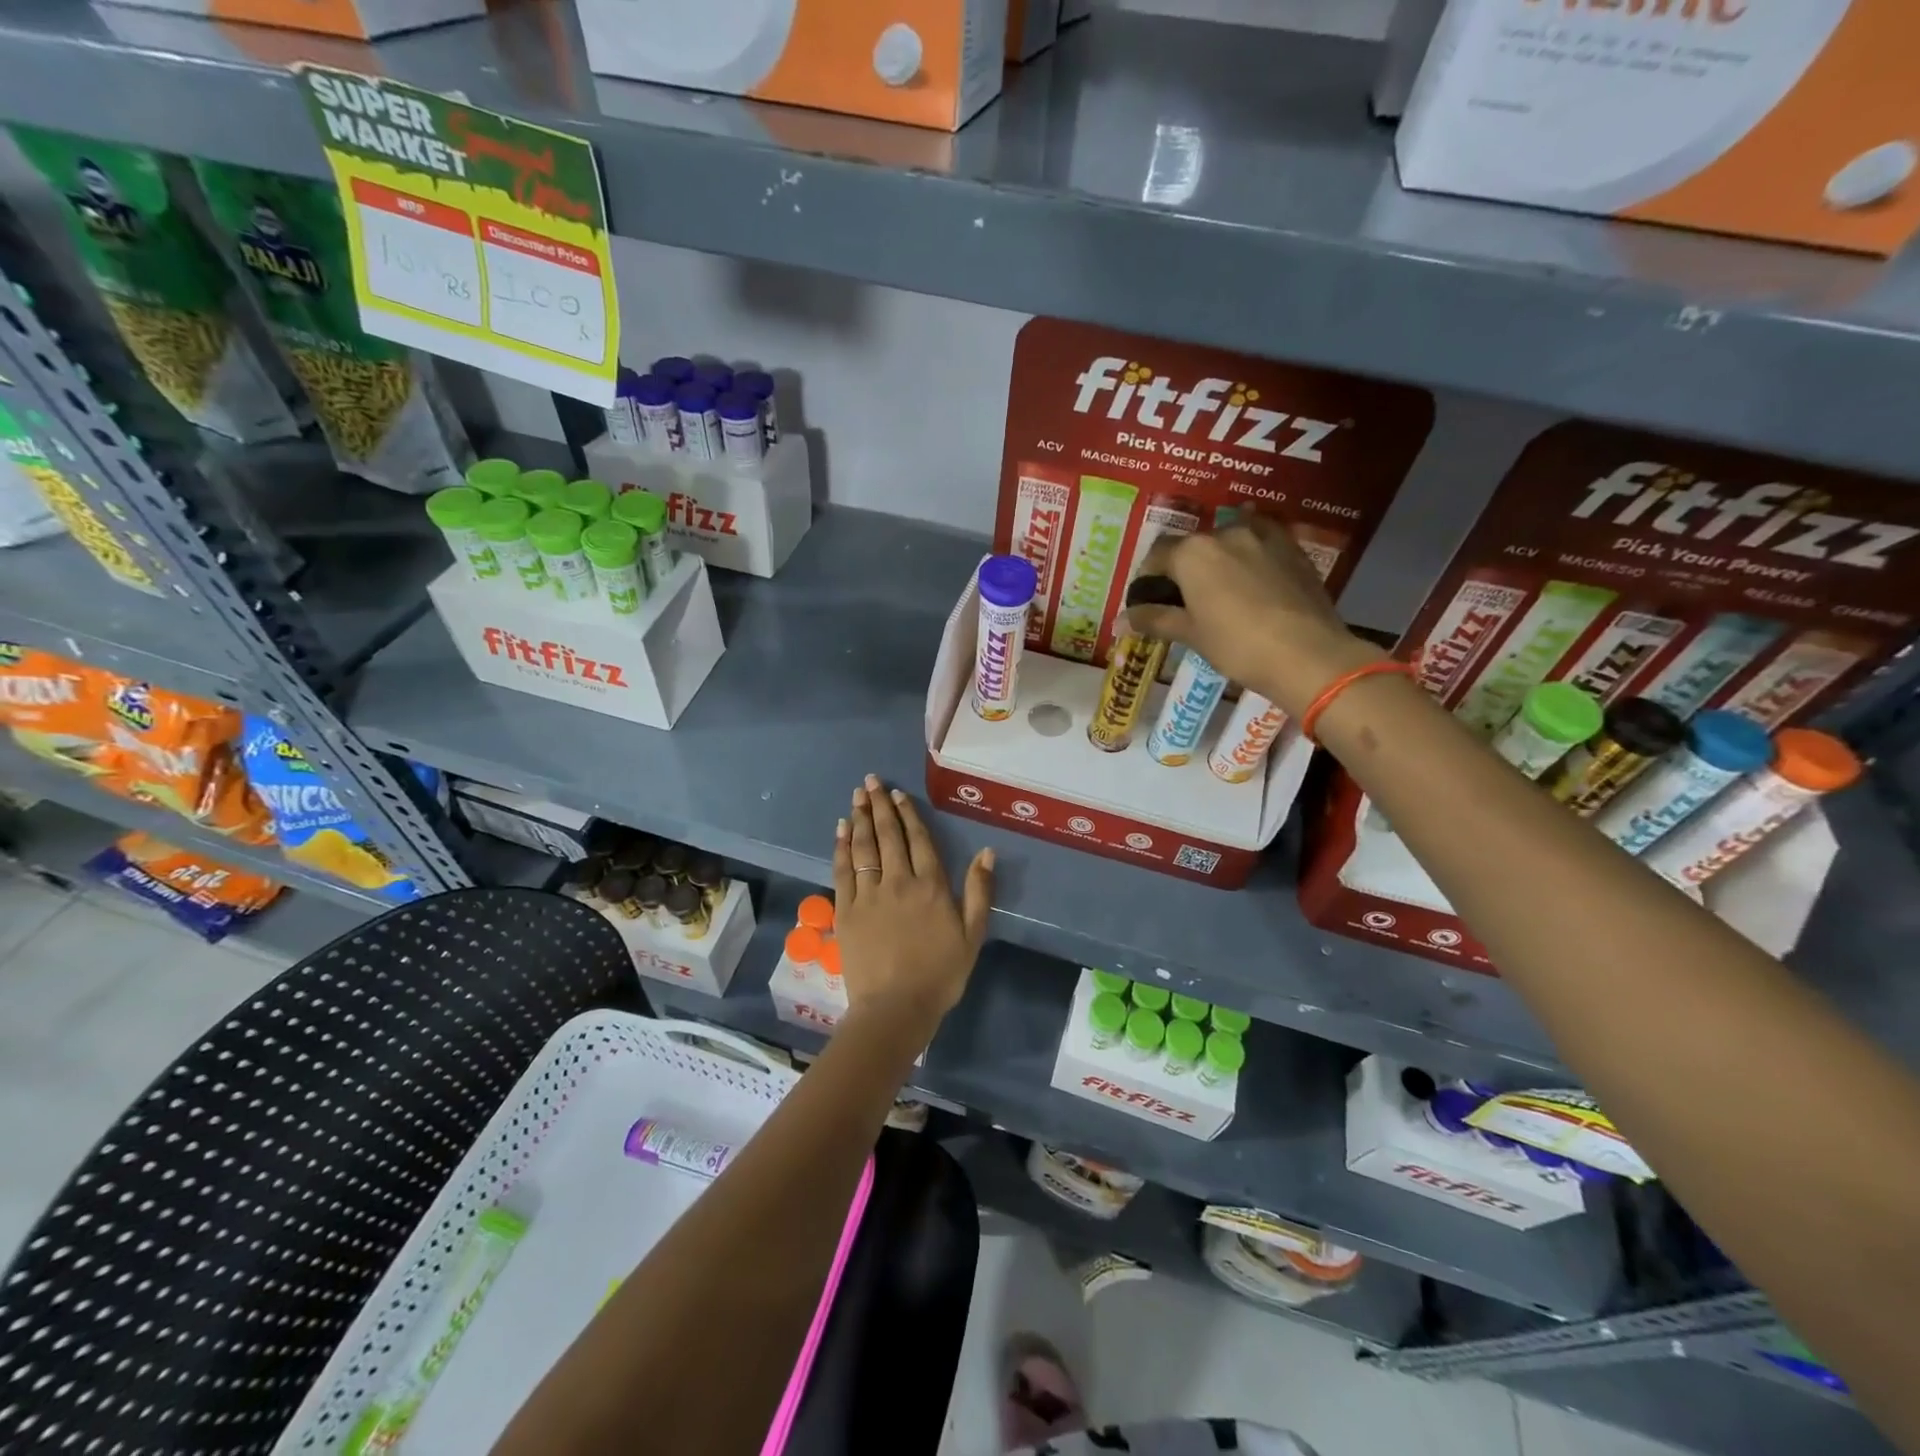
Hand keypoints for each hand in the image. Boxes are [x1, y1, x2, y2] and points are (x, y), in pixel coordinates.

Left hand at [833, 775, 993, 1039]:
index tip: (897, 794)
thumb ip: (979, 891)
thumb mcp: (972, 934)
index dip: (907, 813)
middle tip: (870, 781)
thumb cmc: (940, 973)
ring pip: (863, 846)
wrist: (896, 1007)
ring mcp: (869, 894)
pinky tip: (841, 829)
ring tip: (856, 795)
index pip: (918, 839)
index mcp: (931, 886)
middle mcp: (898, 881)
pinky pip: (843, 870)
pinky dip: (841, 847)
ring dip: (859, 818)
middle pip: (887, 835)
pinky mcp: (846, 909)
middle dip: (879, 805)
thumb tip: (987, 851)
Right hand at [1127, 516, 1380, 715]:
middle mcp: (1225, 533)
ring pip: (1229, 540)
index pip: (1157, 555)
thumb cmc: (1237, 645)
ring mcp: (1263, 536)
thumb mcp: (1191, 634)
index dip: (1148, 578)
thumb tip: (1119, 621)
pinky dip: (1249, 557)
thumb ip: (1154, 619)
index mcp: (1192, 552)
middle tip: (1186, 600)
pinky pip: (1261, 544)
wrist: (1307, 654)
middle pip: (1193, 545)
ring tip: (1221, 590)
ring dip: (1218, 559)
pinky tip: (1252, 581)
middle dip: (1184, 568)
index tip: (1150, 601)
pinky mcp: (1292, 547)